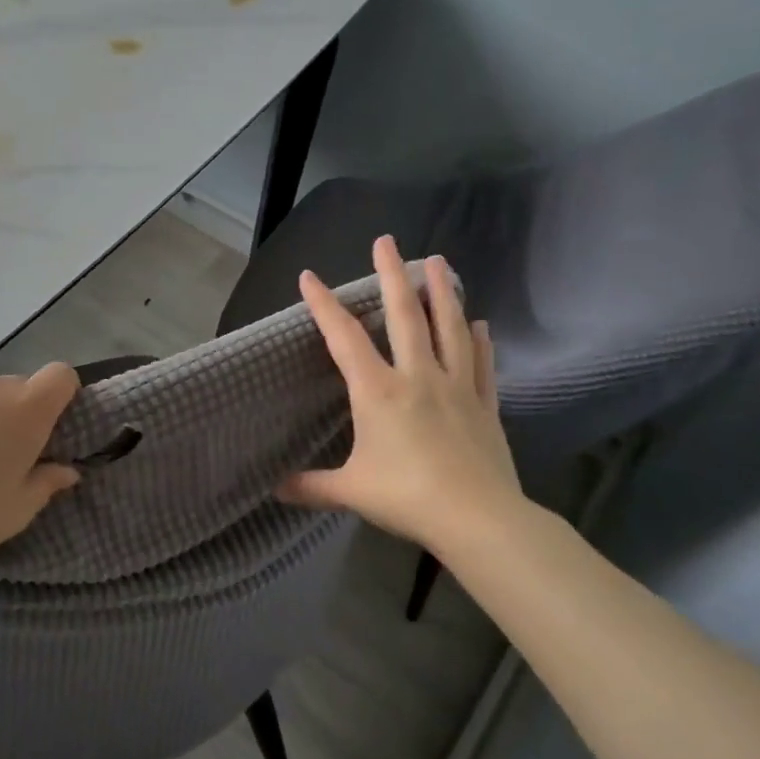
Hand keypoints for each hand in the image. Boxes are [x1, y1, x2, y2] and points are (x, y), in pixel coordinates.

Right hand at [279, 236, 528, 564]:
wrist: (477, 518)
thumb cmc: (406, 497)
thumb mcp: (350, 491)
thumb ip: (311, 486)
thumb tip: (275, 489)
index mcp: (378, 391)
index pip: (344, 338)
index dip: (324, 305)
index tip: (309, 277)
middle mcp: (417, 376)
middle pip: (404, 315)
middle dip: (392, 275)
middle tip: (386, 241)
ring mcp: (456, 386)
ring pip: (448, 329)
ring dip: (442, 292)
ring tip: (439, 261)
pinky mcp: (484, 404)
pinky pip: (481, 364)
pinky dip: (480, 341)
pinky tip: (480, 323)